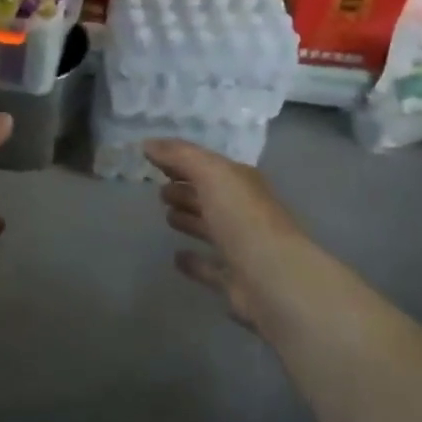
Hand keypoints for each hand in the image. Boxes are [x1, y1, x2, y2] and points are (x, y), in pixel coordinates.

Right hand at [145, 139, 314, 335]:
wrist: (274, 278)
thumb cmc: (243, 218)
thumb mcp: (212, 174)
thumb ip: (180, 155)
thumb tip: (147, 142)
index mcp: (241, 183)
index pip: (208, 166)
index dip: (181, 160)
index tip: (152, 158)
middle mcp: (243, 212)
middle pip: (210, 197)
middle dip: (187, 190)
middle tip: (159, 190)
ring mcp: (240, 247)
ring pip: (210, 228)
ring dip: (190, 220)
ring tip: (166, 216)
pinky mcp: (234, 279)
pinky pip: (210, 267)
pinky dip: (194, 262)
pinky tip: (177, 258)